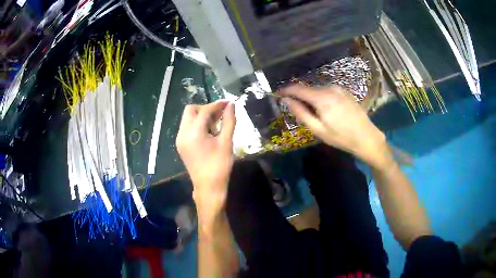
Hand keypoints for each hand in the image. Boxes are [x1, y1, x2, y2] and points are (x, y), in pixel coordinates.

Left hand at [176, 101, 235, 213]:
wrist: (209, 188)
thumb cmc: (219, 166)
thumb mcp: (226, 142)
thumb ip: (229, 121)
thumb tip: (231, 105)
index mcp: (193, 132)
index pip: (204, 111)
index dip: (217, 105)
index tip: (229, 103)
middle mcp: (182, 133)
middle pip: (191, 110)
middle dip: (206, 109)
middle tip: (221, 114)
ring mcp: (180, 140)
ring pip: (188, 119)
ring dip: (201, 116)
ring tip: (217, 123)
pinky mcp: (181, 146)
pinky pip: (187, 128)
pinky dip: (197, 125)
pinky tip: (209, 132)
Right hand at [280, 84, 389, 167]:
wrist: (366, 137)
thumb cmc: (341, 137)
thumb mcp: (318, 129)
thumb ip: (300, 112)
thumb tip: (286, 100)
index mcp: (322, 98)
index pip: (298, 88)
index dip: (286, 90)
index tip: (278, 94)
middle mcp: (330, 88)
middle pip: (308, 89)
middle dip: (300, 97)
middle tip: (298, 112)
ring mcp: (339, 88)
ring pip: (318, 90)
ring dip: (312, 98)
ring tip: (315, 115)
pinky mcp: (344, 91)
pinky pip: (327, 91)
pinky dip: (322, 98)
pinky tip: (327, 111)